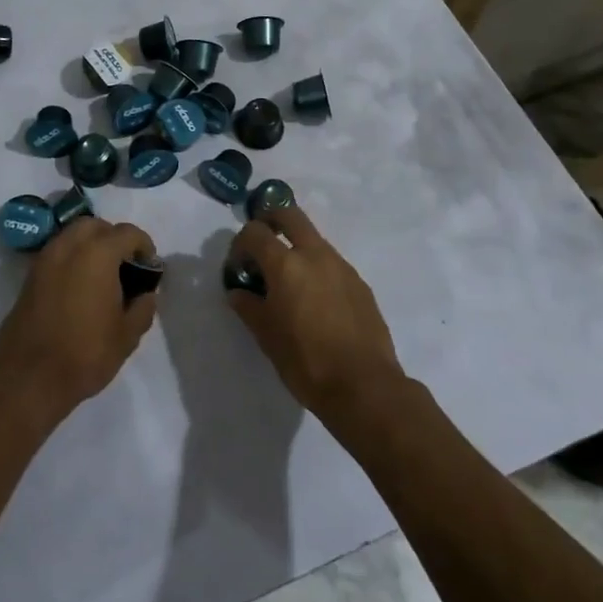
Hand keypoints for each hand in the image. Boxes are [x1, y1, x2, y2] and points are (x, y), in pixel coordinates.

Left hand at [0, 219, 158, 421]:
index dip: (144, 245)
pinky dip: (72, 258)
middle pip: (95, 225)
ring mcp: (45, 259)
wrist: (27, 378)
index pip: (128, 233)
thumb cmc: (84, 353)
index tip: (150, 266)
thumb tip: (146, 294)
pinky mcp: (30, 276)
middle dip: (113, 237)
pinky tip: (80, 286)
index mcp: (98, 254)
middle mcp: (69, 246)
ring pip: (72, 235)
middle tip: (125, 264)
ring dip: (90, 244)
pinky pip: (57, 252)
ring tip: (102, 274)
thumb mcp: (126, 336)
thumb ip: (143, 308)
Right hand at [224, 205, 404, 424]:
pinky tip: (315, 302)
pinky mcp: (360, 283)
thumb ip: (248, 306)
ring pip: (313, 239)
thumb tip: (238, 292)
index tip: (238, 266)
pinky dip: (316, 269)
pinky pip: (331, 264)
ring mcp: (342, 266)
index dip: (240, 244)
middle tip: (261, 245)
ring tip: (289, 283)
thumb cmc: (306, 361)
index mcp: (286, 264)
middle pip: (289, 214)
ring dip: (296, 247)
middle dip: (270, 220)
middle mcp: (315, 254)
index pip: (255, 232)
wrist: (365, 387)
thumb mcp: (266, 336)